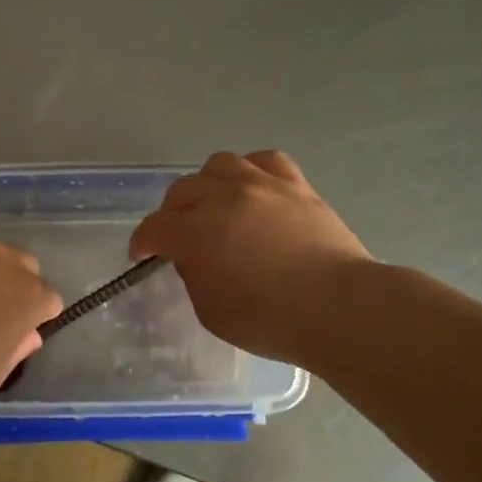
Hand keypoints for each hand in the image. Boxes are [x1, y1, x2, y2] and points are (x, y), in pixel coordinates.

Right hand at [130, 151, 371, 367]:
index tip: (142, 257)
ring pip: (219, 165)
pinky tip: (254, 189)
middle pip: (181, 191)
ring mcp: (261, 185)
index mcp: (194, 232)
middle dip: (171, 214)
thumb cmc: (270, 320)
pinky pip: (266, 160)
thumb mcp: (211, 311)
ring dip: (208, 184)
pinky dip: (252, 171)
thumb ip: (193, 277)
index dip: (142, 243)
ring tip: (216, 205)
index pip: (153, 228)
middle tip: (180, 236)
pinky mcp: (296, 185)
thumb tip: (193, 257)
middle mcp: (222, 198)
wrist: (339, 308)